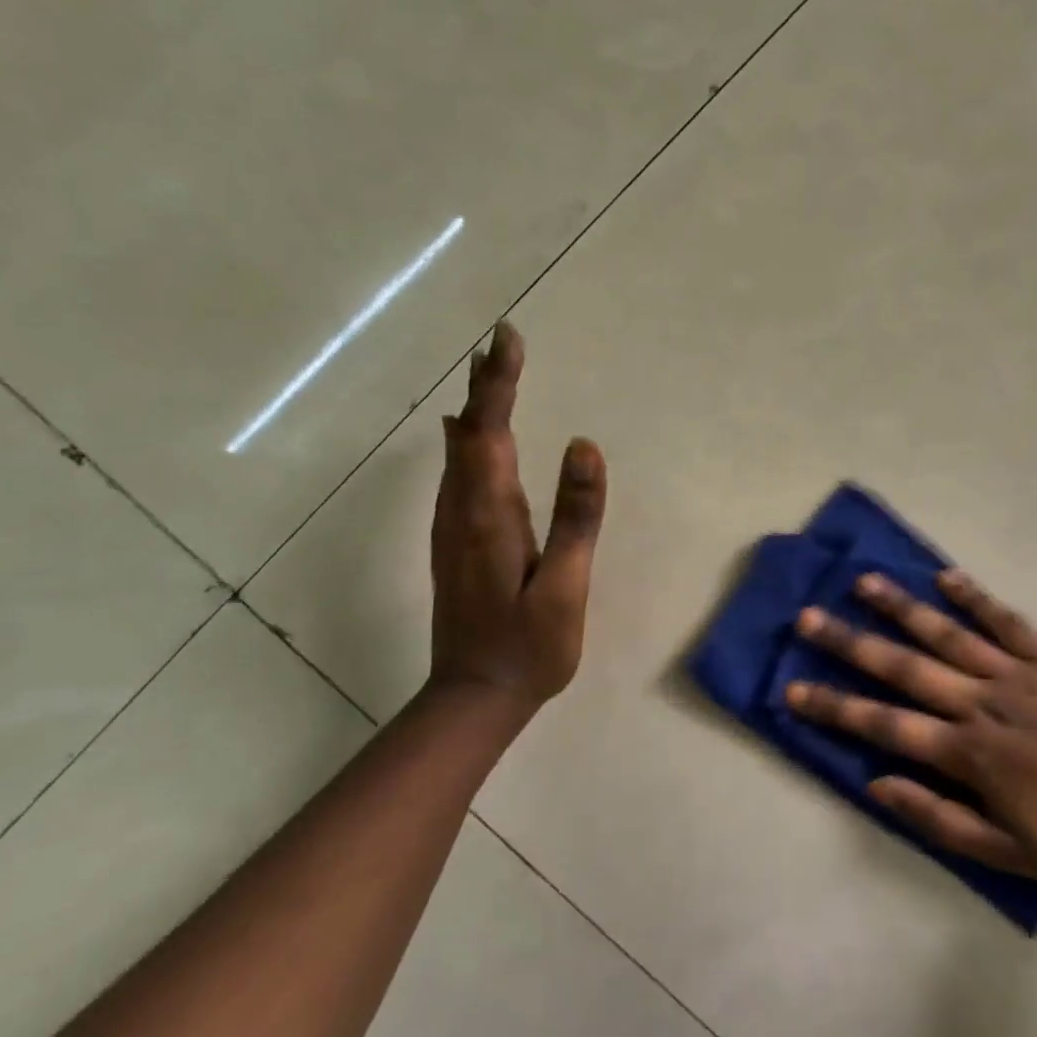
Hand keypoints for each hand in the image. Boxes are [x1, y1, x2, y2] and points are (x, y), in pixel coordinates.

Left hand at [427, 322, 606, 709]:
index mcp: (489, 515)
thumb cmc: (527, 647)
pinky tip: (465, 433)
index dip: (499, 383)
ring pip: (460, 452)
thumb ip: (575, 516)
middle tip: (501, 342)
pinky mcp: (456, 543)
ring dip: (476, 408)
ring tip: (489, 372)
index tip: (507, 338)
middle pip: (470, 434)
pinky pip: (458, 474)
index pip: (491, 432)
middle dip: (486, 385)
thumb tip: (583, 446)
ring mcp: (453, 528)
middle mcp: (462, 511)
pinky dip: (467, 440)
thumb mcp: (563, 586)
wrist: (473, 698)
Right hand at [789, 569, 1036, 886]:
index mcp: (969, 753)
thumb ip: (935, 817)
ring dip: (902, 607)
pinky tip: (944, 576)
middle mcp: (983, 703)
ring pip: (948, 634)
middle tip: (808, 618)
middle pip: (905, 668)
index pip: (885, 725)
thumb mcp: (1002, 853)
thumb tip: (875, 783)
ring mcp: (1018, 674)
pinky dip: (975, 597)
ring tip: (864, 582)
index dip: (835, 707)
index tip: (792, 689)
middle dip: (851, 643)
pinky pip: (1006, 621)